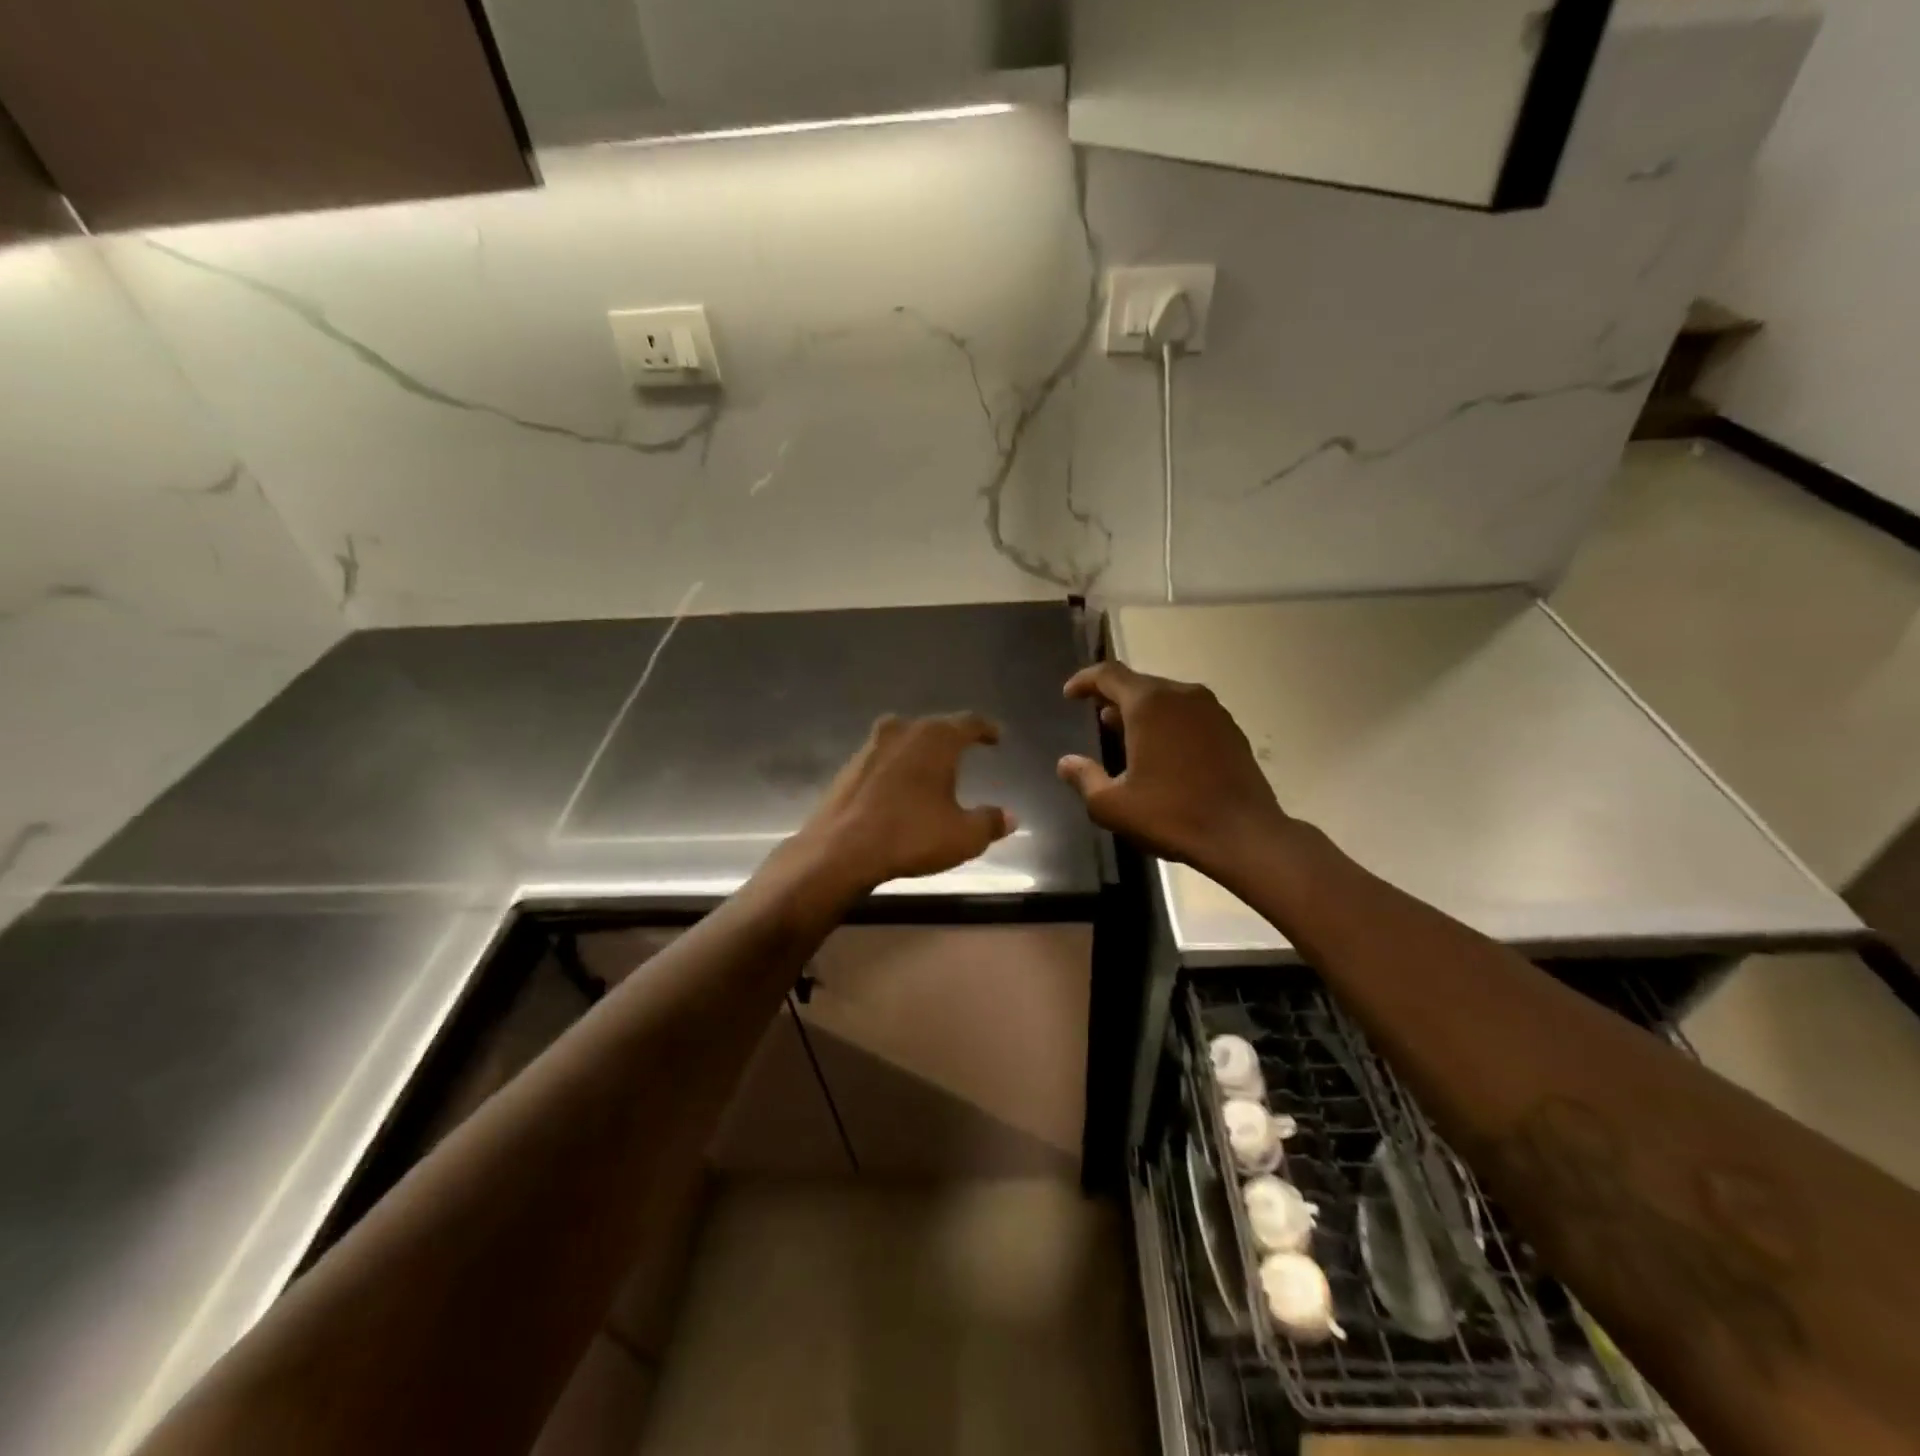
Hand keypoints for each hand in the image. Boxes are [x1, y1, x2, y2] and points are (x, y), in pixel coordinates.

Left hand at [790, 712, 1015, 898]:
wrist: (839, 850)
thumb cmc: (910, 836)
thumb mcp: (963, 836)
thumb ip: (990, 822)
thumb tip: (1010, 817)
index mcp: (935, 738)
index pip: (969, 722)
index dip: (986, 729)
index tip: (996, 736)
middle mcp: (902, 731)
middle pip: (934, 727)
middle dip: (952, 738)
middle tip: (966, 750)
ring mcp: (870, 746)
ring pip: (905, 740)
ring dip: (921, 752)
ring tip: (933, 769)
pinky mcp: (849, 767)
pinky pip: (883, 759)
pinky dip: (897, 768)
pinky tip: (900, 788)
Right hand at [1057, 662, 1289, 878]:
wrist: (1244, 835)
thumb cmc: (1172, 815)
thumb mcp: (1112, 805)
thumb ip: (1084, 778)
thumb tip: (1066, 763)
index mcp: (1149, 704)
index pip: (1109, 674)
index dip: (1085, 680)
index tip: (1070, 694)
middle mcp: (1181, 695)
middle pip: (1138, 684)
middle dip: (1113, 697)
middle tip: (1096, 718)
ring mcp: (1211, 710)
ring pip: (1166, 698)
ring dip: (1142, 711)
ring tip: (1125, 735)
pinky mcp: (1230, 729)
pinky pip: (1188, 714)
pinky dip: (1168, 723)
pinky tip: (1162, 752)